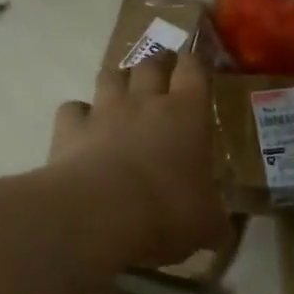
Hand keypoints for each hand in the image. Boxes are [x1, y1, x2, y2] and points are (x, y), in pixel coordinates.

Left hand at [48, 51, 227, 268]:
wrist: (100, 214)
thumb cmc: (166, 211)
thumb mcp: (205, 226)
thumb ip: (215, 222)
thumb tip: (222, 232)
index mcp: (188, 113)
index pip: (194, 69)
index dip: (195, 61)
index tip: (196, 61)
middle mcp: (146, 100)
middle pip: (152, 62)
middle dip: (159, 62)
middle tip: (163, 69)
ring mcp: (104, 110)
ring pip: (111, 75)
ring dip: (119, 79)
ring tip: (123, 90)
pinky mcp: (70, 128)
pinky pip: (73, 109)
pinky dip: (78, 114)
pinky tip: (82, 128)